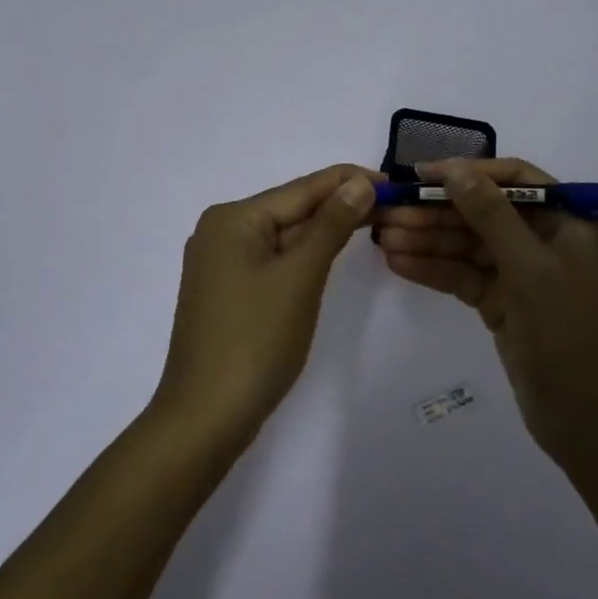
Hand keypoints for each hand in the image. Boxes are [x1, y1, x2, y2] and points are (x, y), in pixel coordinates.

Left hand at [152, 164, 380, 446]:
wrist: (205, 418)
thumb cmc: (255, 340)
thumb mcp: (300, 276)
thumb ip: (330, 225)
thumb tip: (359, 183)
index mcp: (232, 218)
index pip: (301, 188)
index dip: (348, 181)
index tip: (392, 180)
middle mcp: (221, 231)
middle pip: (291, 209)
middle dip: (339, 205)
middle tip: (390, 203)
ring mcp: (221, 263)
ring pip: (283, 235)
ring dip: (324, 230)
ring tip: (371, 220)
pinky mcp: (228, 290)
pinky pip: (273, 259)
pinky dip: (303, 254)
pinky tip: (330, 251)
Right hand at [375, 158, 597, 465]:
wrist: (588, 423)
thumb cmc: (569, 333)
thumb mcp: (530, 267)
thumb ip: (491, 214)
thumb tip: (455, 169)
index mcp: (569, 221)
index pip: (514, 179)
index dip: (468, 172)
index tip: (423, 174)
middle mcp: (546, 239)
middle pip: (483, 212)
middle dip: (437, 211)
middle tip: (389, 210)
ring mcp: (523, 272)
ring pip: (468, 244)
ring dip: (428, 240)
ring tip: (383, 237)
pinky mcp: (503, 302)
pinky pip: (464, 275)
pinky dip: (434, 269)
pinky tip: (398, 263)